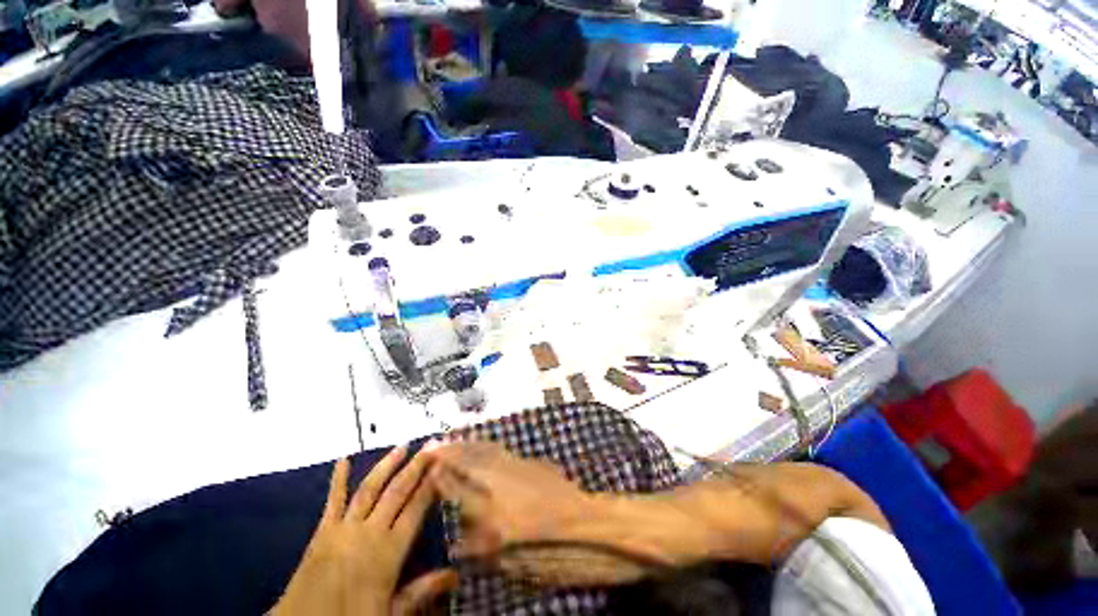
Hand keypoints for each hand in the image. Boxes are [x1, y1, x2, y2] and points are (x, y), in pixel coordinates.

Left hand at [272, 448, 457, 615]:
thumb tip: (455, 575)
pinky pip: (333, 501)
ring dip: (387, 466)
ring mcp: (344, 529)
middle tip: (430, 447)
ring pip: (370, 489)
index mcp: (389, 551)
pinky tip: (342, 461)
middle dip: (415, 468)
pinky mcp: (323, 532)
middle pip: (397, 492)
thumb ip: (421, 591)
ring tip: (402, 447)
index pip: (416, 509)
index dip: (430, 485)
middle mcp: (369, 532)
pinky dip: (338, 480)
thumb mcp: (391, 613)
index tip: (442, 465)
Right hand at [426, 443, 655, 586]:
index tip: (427, 462)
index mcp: (489, 504)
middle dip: (451, 450)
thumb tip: (457, 543)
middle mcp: (499, 478)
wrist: (583, 521)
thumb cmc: (545, 545)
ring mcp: (516, 466)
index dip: (441, 472)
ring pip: (486, 450)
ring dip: (469, 444)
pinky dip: (488, 447)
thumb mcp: (507, 557)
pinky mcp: (530, 463)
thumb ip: (478, 547)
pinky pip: (502, 451)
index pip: (457, 483)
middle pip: (470, 459)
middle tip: (435, 443)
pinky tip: (485, 447)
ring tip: (455, 440)